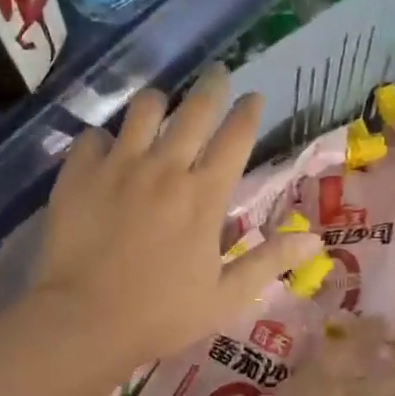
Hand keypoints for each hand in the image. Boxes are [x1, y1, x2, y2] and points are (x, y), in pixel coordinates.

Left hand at [24, 66, 322, 371]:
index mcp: (205, 196)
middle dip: (212, 86)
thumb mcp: (225, 297)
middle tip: (217, 74)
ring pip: (144, 108)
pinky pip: (94, 136)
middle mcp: (165, 168)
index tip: (253, 97)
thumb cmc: (160, 315)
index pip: (236, 137)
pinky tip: (106, 152)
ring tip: (160, 106)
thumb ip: (267, 261)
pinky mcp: (79, 173)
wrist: (85, 321)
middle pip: (195, 109)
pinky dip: (105, 139)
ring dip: (158, 103)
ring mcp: (119, 166)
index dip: (248, 111)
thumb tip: (315, 239)